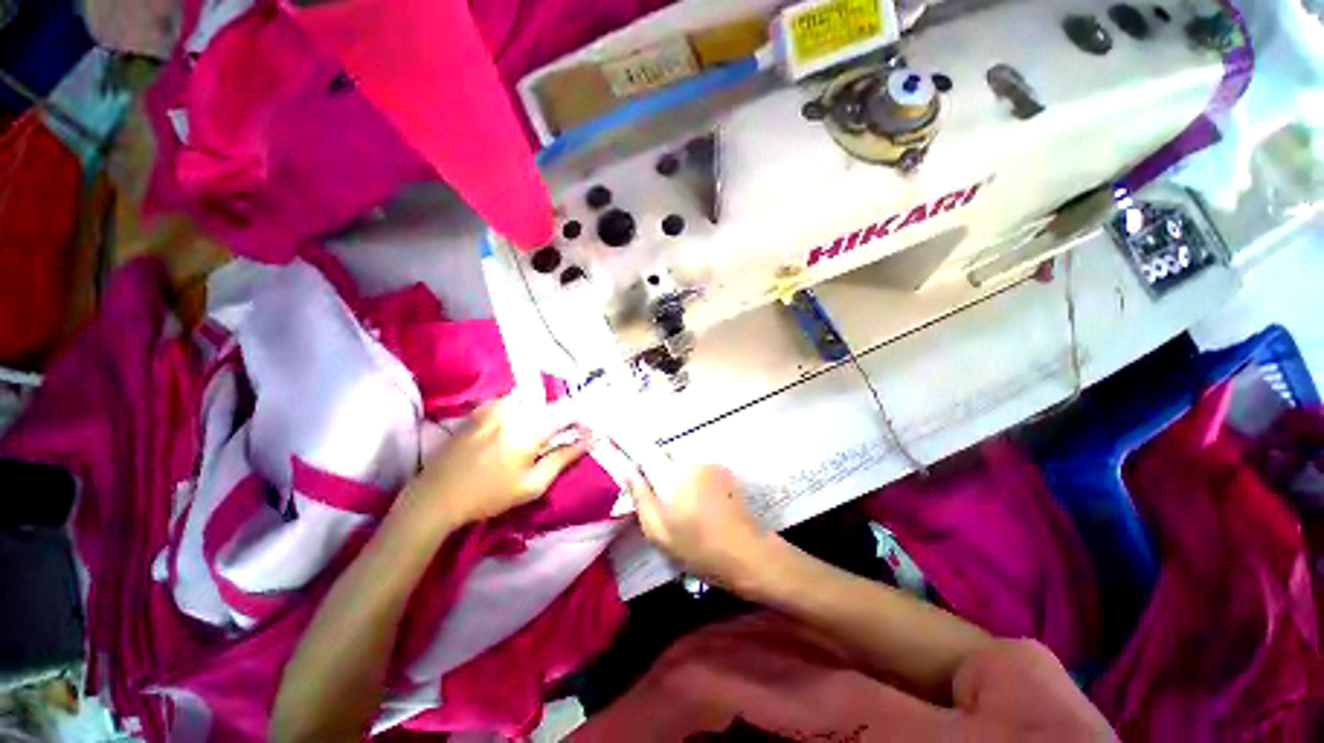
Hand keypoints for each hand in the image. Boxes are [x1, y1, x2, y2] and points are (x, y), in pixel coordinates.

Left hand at [401, 398, 589, 527]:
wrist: (436, 497)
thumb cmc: (489, 495)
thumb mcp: (533, 485)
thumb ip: (563, 458)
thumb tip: (590, 438)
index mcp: (529, 428)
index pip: (567, 411)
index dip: (579, 420)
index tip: (584, 432)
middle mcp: (513, 410)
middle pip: (549, 404)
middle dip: (559, 418)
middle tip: (555, 440)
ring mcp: (494, 406)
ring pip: (530, 401)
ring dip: (539, 414)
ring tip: (533, 437)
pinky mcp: (480, 410)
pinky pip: (510, 402)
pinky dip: (519, 411)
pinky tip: (511, 432)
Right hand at [628, 464, 772, 587]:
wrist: (746, 552)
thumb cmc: (697, 548)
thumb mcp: (659, 532)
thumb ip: (641, 498)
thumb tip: (629, 472)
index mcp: (671, 474)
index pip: (645, 451)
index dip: (634, 449)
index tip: (627, 455)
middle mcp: (690, 461)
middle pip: (665, 455)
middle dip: (659, 469)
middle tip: (662, 497)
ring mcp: (710, 463)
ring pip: (683, 462)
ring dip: (678, 475)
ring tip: (684, 503)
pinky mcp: (724, 470)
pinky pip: (700, 468)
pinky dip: (695, 478)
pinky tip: (702, 502)